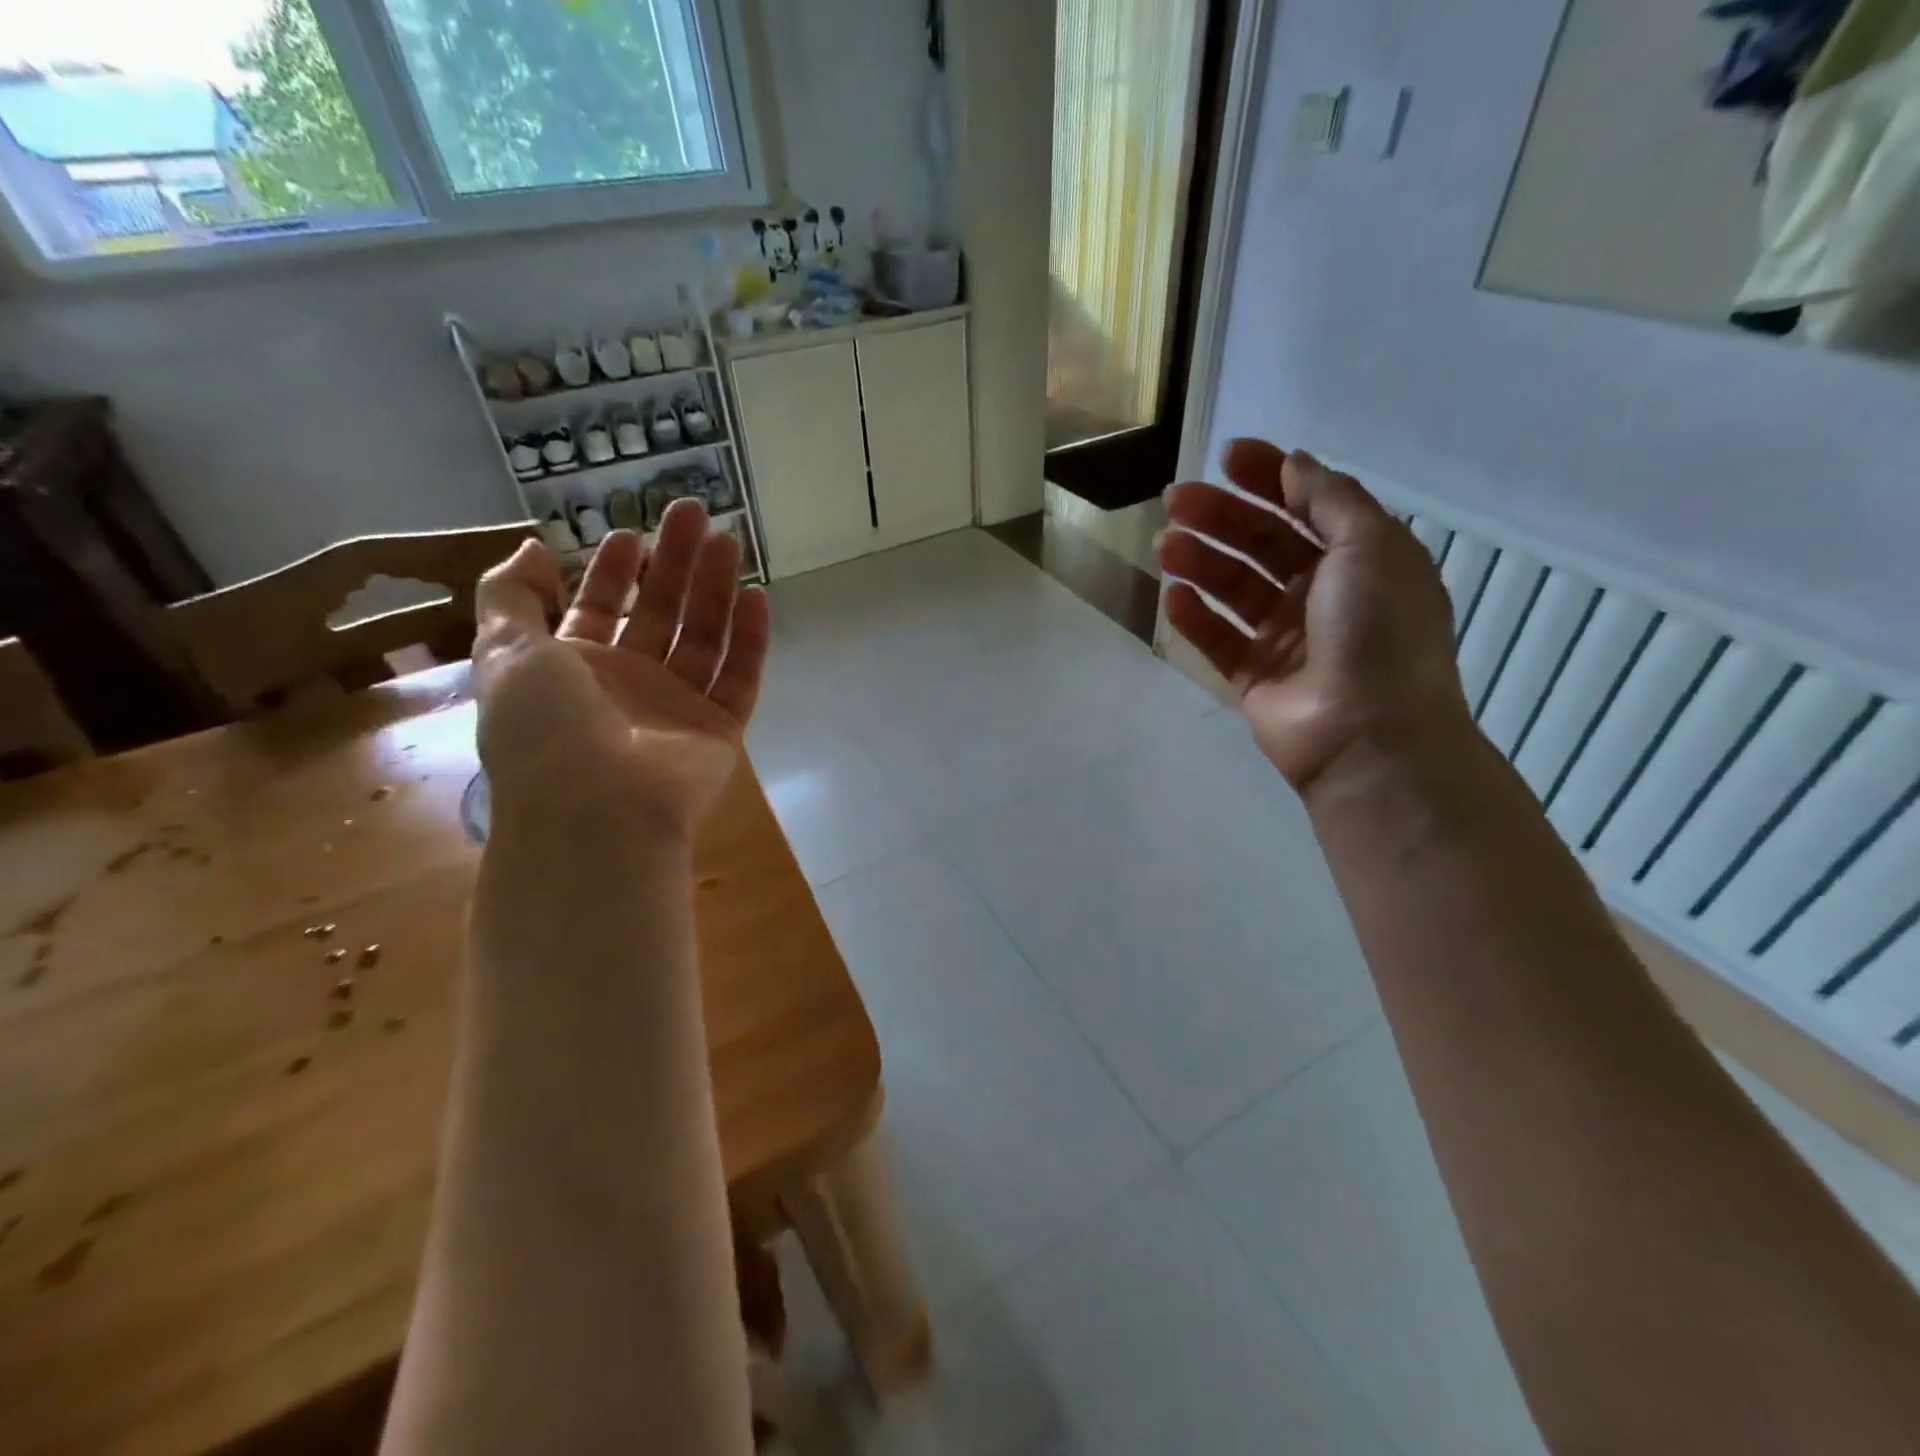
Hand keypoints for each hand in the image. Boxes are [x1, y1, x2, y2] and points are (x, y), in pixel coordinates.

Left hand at [472, 499, 770, 839]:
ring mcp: (678, 707)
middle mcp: (629, 684)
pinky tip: (756, 595)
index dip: (612, 571)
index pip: (598, 608)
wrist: (598, 810)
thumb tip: (530, 550)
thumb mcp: (505, 652)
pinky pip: (740, 676)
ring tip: (727, 540)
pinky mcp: (720, 728)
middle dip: (672, 562)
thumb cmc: (546, 728)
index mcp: (574, 669)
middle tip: (692, 513)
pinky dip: (749, 638)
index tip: (631, 531)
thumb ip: (511, 596)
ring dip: (714, 589)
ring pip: (703, 637)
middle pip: (657, 612)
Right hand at [1157, 439, 1470, 795]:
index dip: (1269, 477)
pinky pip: (1218, 640)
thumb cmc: (1378, 632)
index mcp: (1360, 559)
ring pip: (1233, 589)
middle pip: (1261, 543)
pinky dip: (1194, 618)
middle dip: (1220, 517)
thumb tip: (1293, 464)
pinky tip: (1172, 597)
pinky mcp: (1255, 677)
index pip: (1307, 505)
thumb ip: (1329, 499)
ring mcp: (1286, 638)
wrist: (1368, 737)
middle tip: (1174, 501)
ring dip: (1199, 562)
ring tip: (1164, 546)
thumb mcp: (1370, 546)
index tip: (1227, 457)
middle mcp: (1322, 594)